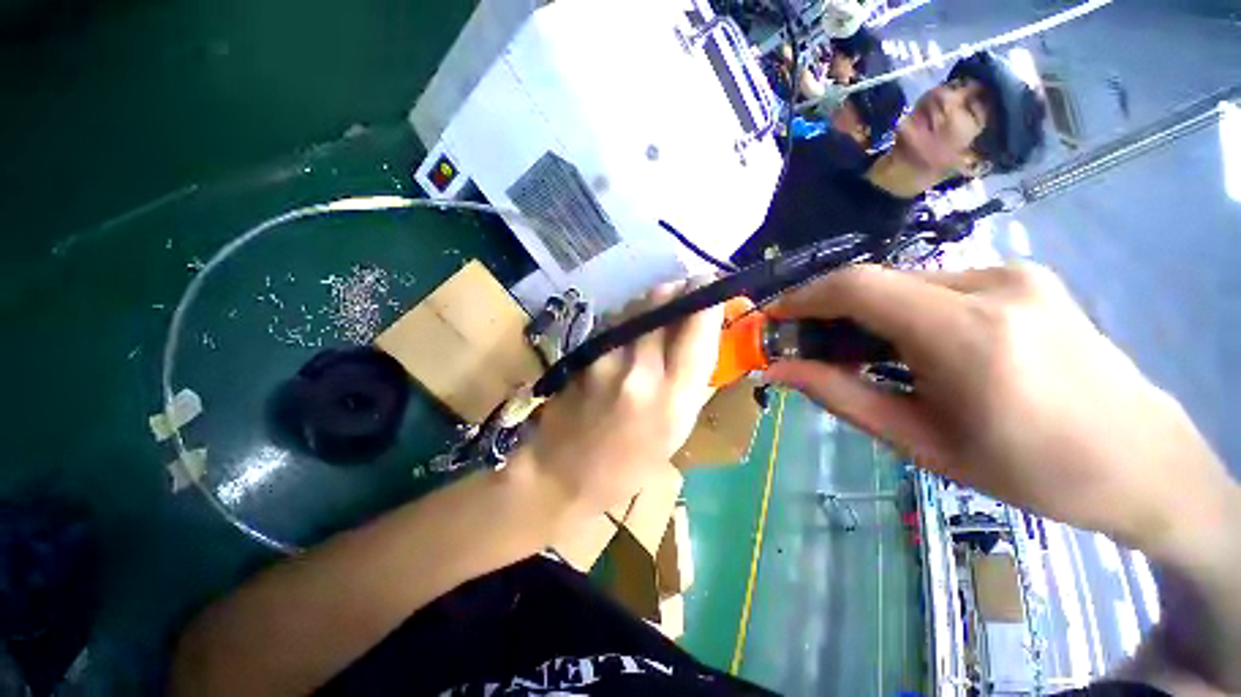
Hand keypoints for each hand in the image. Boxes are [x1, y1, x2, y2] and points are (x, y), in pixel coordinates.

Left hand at [516, 281, 722, 517]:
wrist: (563, 472)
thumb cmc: (631, 462)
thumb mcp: (678, 427)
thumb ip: (692, 375)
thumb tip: (701, 330)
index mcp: (673, 396)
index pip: (698, 326)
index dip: (708, 297)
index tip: (713, 285)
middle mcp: (640, 368)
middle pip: (664, 301)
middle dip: (681, 288)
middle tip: (688, 290)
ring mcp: (605, 356)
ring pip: (637, 305)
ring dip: (655, 300)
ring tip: (661, 310)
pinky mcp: (582, 351)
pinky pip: (615, 321)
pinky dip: (631, 317)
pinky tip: (632, 330)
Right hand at [765, 264, 1236, 559]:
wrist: (1142, 461)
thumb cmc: (1031, 470)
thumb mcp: (921, 443)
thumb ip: (840, 397)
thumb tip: (778, 371)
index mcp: (967, 335)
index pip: (857, 287)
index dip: (802, 297)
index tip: (774, 319)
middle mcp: (991, 285)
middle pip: (877, 281)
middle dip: (828, 310)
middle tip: (807, 345)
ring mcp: (1014, 273)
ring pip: (904, 282)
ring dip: (866, 313)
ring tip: (859, 353)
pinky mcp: (1024, 276)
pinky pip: (936, 285)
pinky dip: (902, 309)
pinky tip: (911, 346)